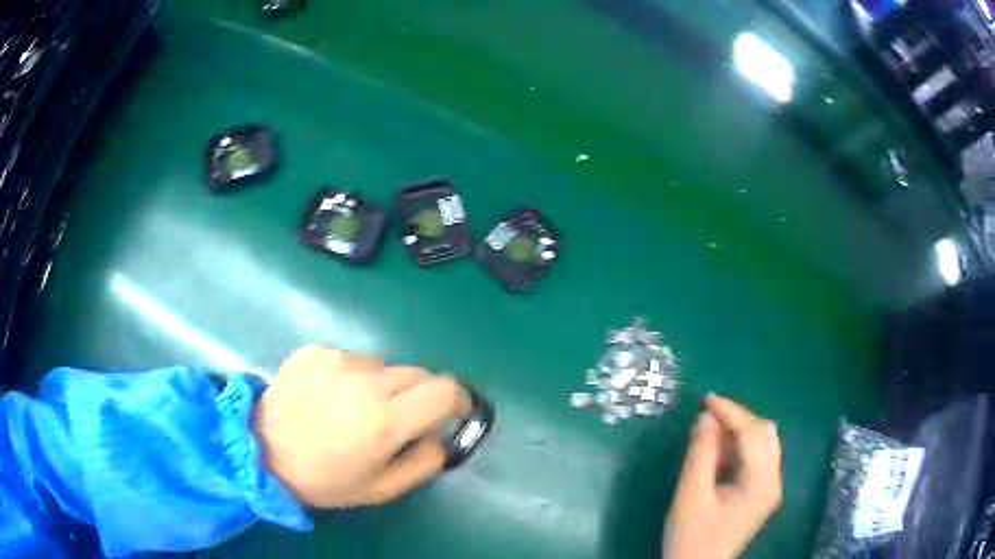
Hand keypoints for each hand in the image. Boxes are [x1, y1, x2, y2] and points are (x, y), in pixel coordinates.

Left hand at [253, 346, 470, 507]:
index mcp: (385, 419)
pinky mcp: (315, 350)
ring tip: (354, 409)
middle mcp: (365, 380)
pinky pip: (351, 359)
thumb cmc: (324, 479)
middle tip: (397, 420)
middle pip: (418, 374)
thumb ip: (424, 461)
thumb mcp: (381, 489)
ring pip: (384, 366)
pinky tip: (328, 396)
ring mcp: (337, 359)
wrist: (261, 452)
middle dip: (419, 396)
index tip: (453, 413)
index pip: (445, 390)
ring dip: (382, 386)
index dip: (458, 399)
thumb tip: (440, 435)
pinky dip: (351, 376)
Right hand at [663, 394, 781, 558]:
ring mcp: (769, 488)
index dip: (730, 412)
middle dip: (736, 421)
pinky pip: (755, 460)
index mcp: (761, 482)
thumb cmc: (692, 536)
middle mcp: (773, 481)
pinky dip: (738, 450)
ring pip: (761, 445)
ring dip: (737, 435)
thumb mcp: (691, 495)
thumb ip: (700, 454)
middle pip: (763, 435)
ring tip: (707, 438)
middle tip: (706, 419)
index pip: (753, 433)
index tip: (705, 399)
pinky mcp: (760, 494)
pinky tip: (717, 457)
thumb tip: (706, 417)